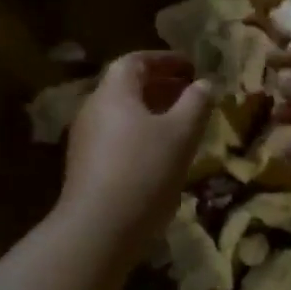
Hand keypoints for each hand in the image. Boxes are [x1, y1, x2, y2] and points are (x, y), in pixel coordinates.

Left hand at [60, 51, 213, 242]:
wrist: (97, 230)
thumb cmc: (144, 171)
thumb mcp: (181, 134)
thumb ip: (196, 103)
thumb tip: (205, 83)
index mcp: (113, 92)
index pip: (136, 61)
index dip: (165, 60)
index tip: (191, 66)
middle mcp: (93, 109)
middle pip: (127, 87)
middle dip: (160, 86)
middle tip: (190, 93)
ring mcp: (85, 140)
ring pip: (122, 114)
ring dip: (151, 112)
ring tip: (181, 124)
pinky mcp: (85, 167)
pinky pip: (116, 137)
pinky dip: (140, 134)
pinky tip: (160, 155)